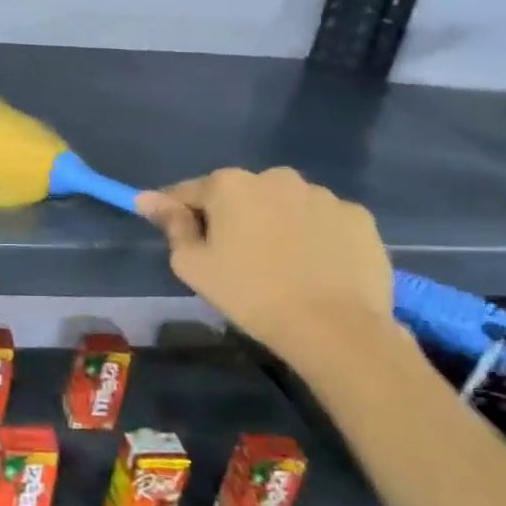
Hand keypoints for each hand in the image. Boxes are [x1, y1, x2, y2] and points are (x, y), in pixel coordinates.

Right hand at [135, 167, 395, 356]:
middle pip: (240, 194)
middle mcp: (275, 177)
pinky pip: (323, 221)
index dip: (178, 212)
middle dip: (233, 217)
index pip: (189, 191)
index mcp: (230, 185)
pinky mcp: (359, 217)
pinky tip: (315, 267)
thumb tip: (146, 198)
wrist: (335, 328)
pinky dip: (315, 236)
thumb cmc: (250, 294)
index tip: (176, 234)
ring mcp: (322, 195)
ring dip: (276, 223)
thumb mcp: (193, 265)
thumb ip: (171, 225)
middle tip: (233, 257)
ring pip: (285, 204)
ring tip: (280, 264)